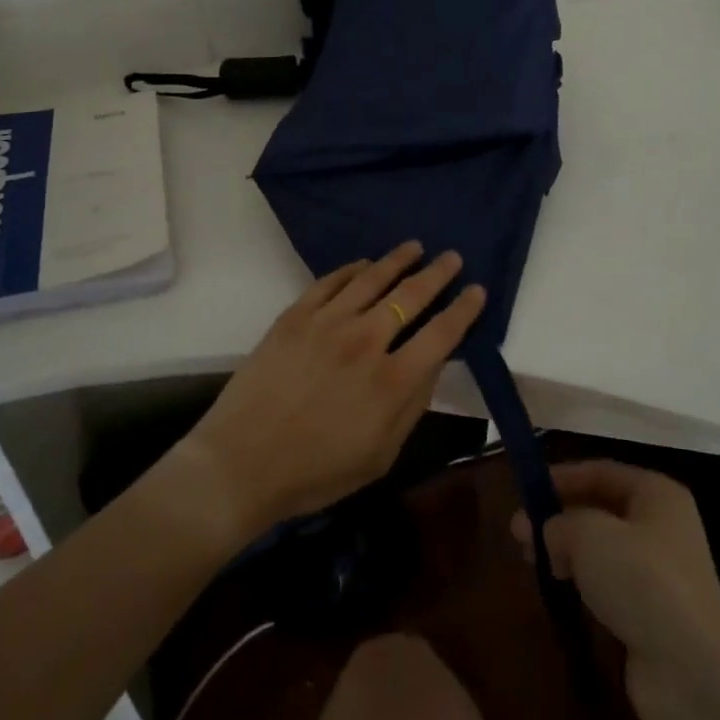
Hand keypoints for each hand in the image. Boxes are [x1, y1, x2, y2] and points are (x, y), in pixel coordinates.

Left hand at [184, 242, 486, 537]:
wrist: (241, 463)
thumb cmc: (316, 472)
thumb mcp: (381, 454)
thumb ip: (412, 405)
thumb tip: (433, 363)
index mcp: (392, 381)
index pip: (442, 334)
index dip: (464, 310)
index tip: (478, 291)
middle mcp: (365, 341)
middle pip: (410, 295)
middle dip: (437, 274)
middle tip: (452, 257)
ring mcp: (327, 323)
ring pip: (372, 278)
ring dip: (398, 260)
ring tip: (414, 247)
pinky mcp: (295, 316)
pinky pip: (331, 282)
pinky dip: (352, 269)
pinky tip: (364, 264)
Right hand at [512, 461, 719, 719]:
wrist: (693, 672)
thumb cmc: (642, 581)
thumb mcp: (589, 534)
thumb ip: (560, 522)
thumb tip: (548, 532)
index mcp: (656, 494)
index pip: (601, 471)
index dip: (562, 476)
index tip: (526, 489)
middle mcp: (662, 526)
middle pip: (600, 509)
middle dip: (559, 517)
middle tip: (519, 533)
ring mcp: (660, 572)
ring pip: (602, 548)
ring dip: (567, 551)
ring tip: (531, 562)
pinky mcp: (652, 612)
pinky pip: (609, 584)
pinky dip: (583, 583)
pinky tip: (560, 590)